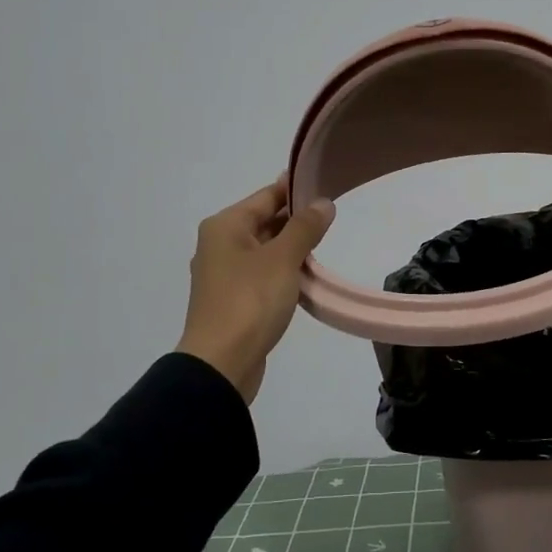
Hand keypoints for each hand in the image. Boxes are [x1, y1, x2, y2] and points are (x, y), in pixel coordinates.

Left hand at [177, 176, 335, 403]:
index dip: (295, 190)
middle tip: (332, 221)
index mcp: (224, 226)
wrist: (222, 364)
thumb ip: (305, 227)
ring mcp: (224, 274)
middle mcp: (219, 244)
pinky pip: (262, 274)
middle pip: (263, 222)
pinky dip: (283, 273)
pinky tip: (305, 280)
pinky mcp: (233, 300)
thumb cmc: (250, 302)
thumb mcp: (283, 259)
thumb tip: (323, 203)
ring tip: (323, 249)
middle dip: (296, 222)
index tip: (326, 187)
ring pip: (264, 250)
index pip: (265, 196)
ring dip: (292, 250)